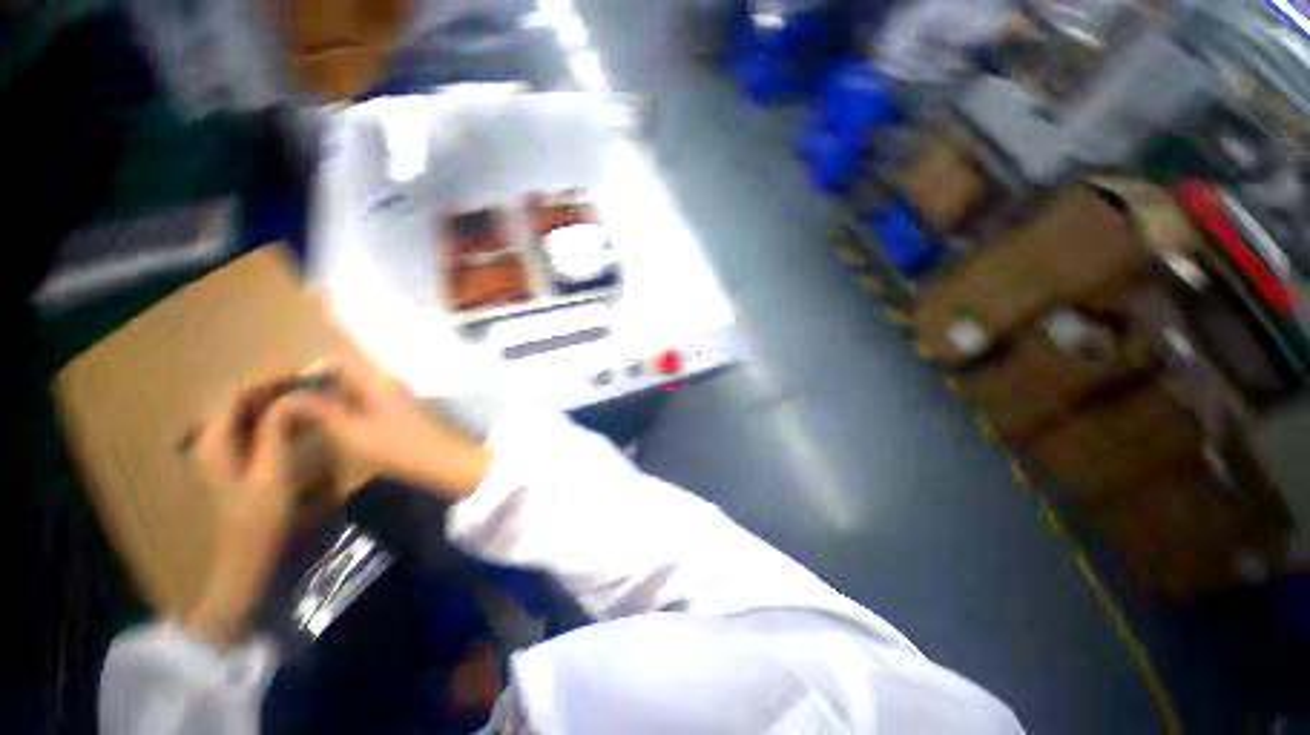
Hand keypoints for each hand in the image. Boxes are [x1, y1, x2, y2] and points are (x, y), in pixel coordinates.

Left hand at [186, 379, 306, 645]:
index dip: (269, 380)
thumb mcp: (272, 472)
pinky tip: (301, 423)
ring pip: (250, 416)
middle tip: (314, 387)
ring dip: (279, 405)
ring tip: (312, 400)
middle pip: (242, 403)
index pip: (237, 394)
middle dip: (277, 390)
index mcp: (215, 441)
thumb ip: (277, 431)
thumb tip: (291, 397)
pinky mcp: (238, 464)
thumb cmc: (258, 517)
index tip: (305, 375)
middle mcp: (214, 441)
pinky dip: (277, 422)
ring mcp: (224, 453)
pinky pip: (256, 431)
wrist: (246, 557)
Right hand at [287, 356, 491, 499]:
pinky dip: (349, 407)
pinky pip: (368, 400)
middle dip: (318, 386)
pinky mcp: (401, 409)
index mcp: (378, 380)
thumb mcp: (353, 433)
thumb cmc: (398, 448)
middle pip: (346, 374)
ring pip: (356, 388)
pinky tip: (335, 425)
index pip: (337, 362)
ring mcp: (397, 395)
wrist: (444, 461)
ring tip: (307, 416)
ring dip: (333, 398)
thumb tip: (291, 397)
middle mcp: (388, 381)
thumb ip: (322, 412)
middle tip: (293, 406)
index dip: (310, 373)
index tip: (287, 392)